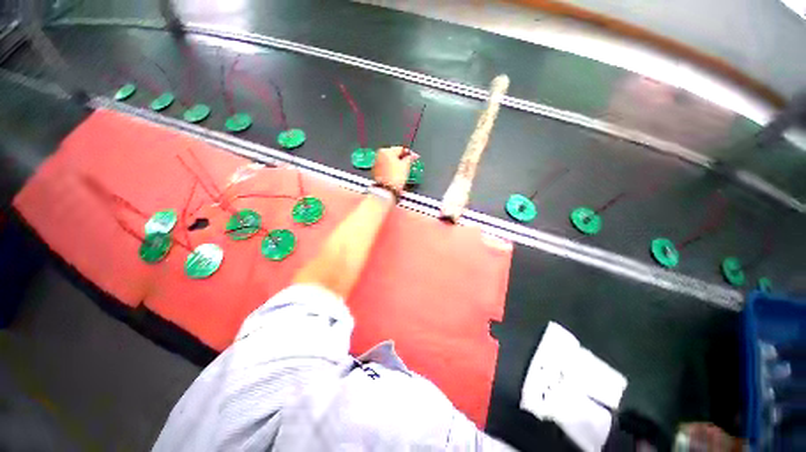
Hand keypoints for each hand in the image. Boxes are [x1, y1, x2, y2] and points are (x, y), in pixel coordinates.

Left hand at [373, 146, 417, 191]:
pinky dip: (391, 170)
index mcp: (386, 151)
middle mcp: (379, 155)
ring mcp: (376, 164)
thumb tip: (413, 156)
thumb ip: (410, 158)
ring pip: (389, 162)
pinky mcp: (375, 172)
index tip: (414, 157)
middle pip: (394, 155)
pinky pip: (386, 168)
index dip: (409, 153)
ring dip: (396, 165)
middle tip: (409, 164)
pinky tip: (396, 175)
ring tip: (403, 171)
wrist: (386, 190)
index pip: (400, 149)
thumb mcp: (406, 166)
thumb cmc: (394, 178)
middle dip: (402, 159)